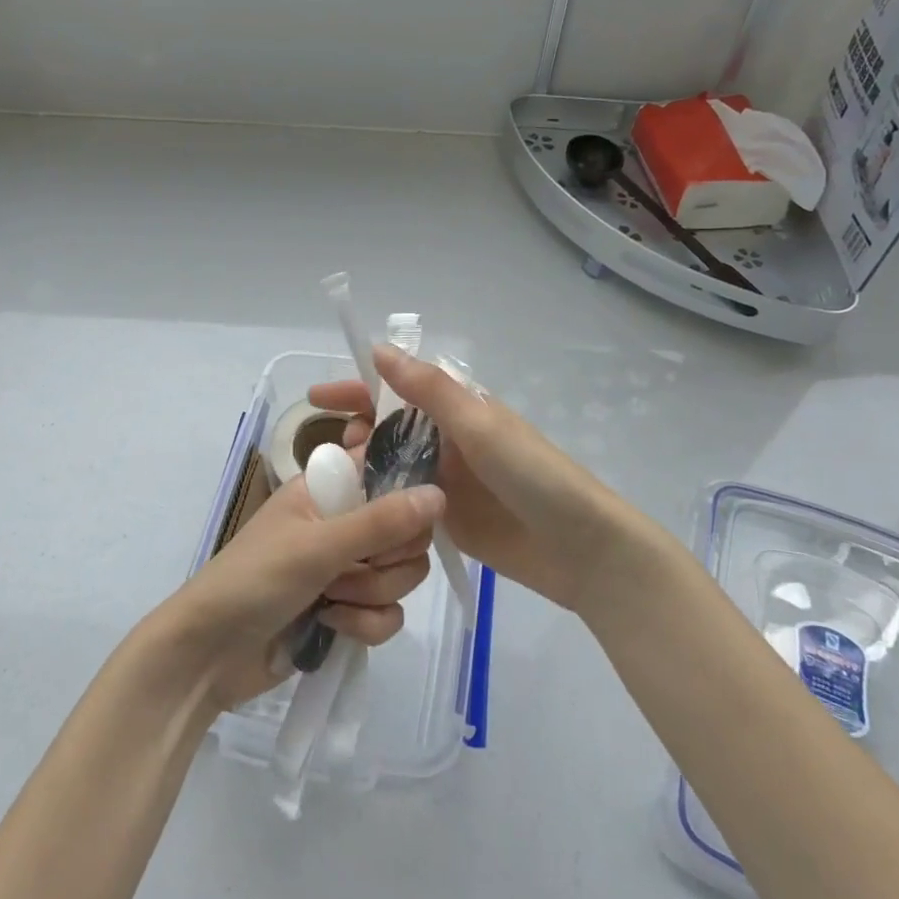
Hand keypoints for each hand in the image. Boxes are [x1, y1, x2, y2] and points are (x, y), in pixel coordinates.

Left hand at [150, 474, 440, 711]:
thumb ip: (381, 522)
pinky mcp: (348, 611)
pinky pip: (389, 613)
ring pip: (402, 574)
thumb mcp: (318, 546)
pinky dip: (365, 623)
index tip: (407, 517)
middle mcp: (343, 522)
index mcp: (329, 489)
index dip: (407, 492)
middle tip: (349, 567)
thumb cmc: (254, 580)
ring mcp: (346, 568)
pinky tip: (332, 626)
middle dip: (386, 559)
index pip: (389, 471)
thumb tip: (441, 494)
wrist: (208, 656)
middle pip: (407, 530)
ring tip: (330, 600)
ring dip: (371, 594)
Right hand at [309, 345, 649, 612]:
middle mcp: (450, 440)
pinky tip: (356, 513)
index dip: (358, 388)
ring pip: (393, 466)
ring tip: (340, 484)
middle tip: (336, 452)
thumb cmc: (534, 476)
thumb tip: (378, 350)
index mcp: (460, 409)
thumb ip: (429, 390)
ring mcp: (447, 481)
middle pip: (390, 428)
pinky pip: (404, 502)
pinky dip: (380, 502)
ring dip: (365, 468)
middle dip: (358, 431)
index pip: (398, 388)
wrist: (581, 549)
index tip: (316, 396)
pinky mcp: (448, 519)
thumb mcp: (481, 425)